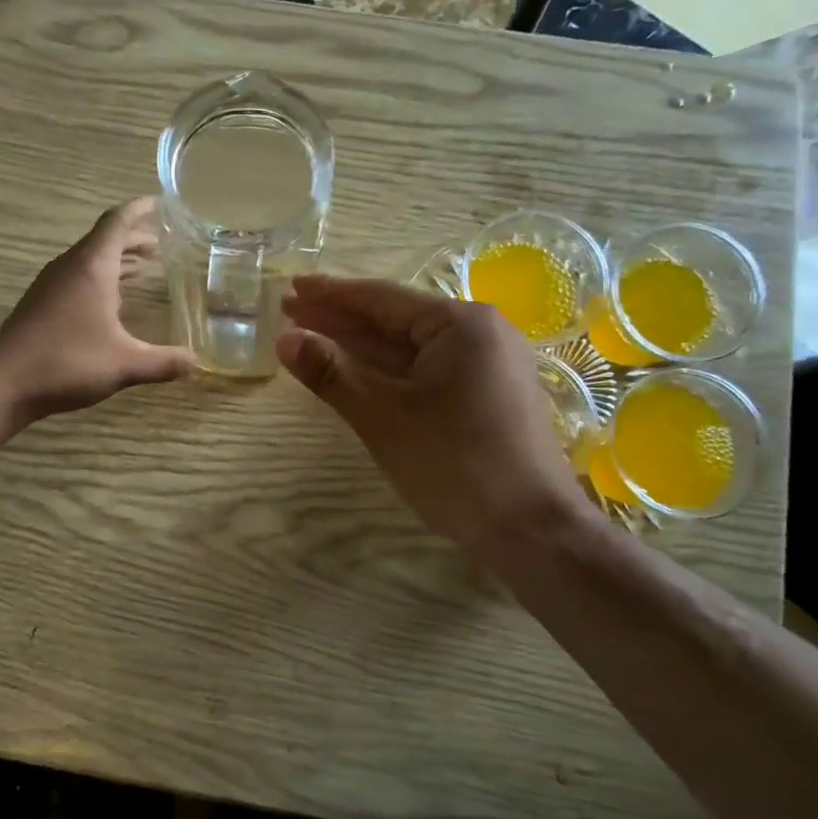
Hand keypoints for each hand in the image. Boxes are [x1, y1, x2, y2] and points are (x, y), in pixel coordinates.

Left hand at [0, 198, 193, 419]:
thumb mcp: (125, 364)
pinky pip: (78, 278)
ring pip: (90, 260)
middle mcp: (71, 267)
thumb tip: (197, 363)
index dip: (140, 209)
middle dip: (134, 238)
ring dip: (117, 259)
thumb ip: (164, 362)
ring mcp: (52, 285)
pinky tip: (113, 303)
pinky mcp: (42, 304)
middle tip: (163, 242)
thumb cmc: (67, 362)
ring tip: (145, 268)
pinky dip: (102, 279)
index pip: (118, 222)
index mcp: (92, 267)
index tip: (161, 202)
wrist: (3, 383)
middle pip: (105, 239)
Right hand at [276, 275, 600, 560]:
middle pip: (395, 320)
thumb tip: (285, 340)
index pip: (381, 299)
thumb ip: (332, 374)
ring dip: (361, 346)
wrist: (531, 530)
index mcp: (460, 324)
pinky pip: (426, 371)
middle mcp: (480, 334)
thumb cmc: (455, 465)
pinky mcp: (487, 396)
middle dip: (341, 319)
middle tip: (290, 312)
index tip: (290, 288)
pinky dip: (388, 371)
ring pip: (410, 348)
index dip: (330, 295)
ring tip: (312, 338)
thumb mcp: (384, 418)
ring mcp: (487, 366)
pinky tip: (359, 372)